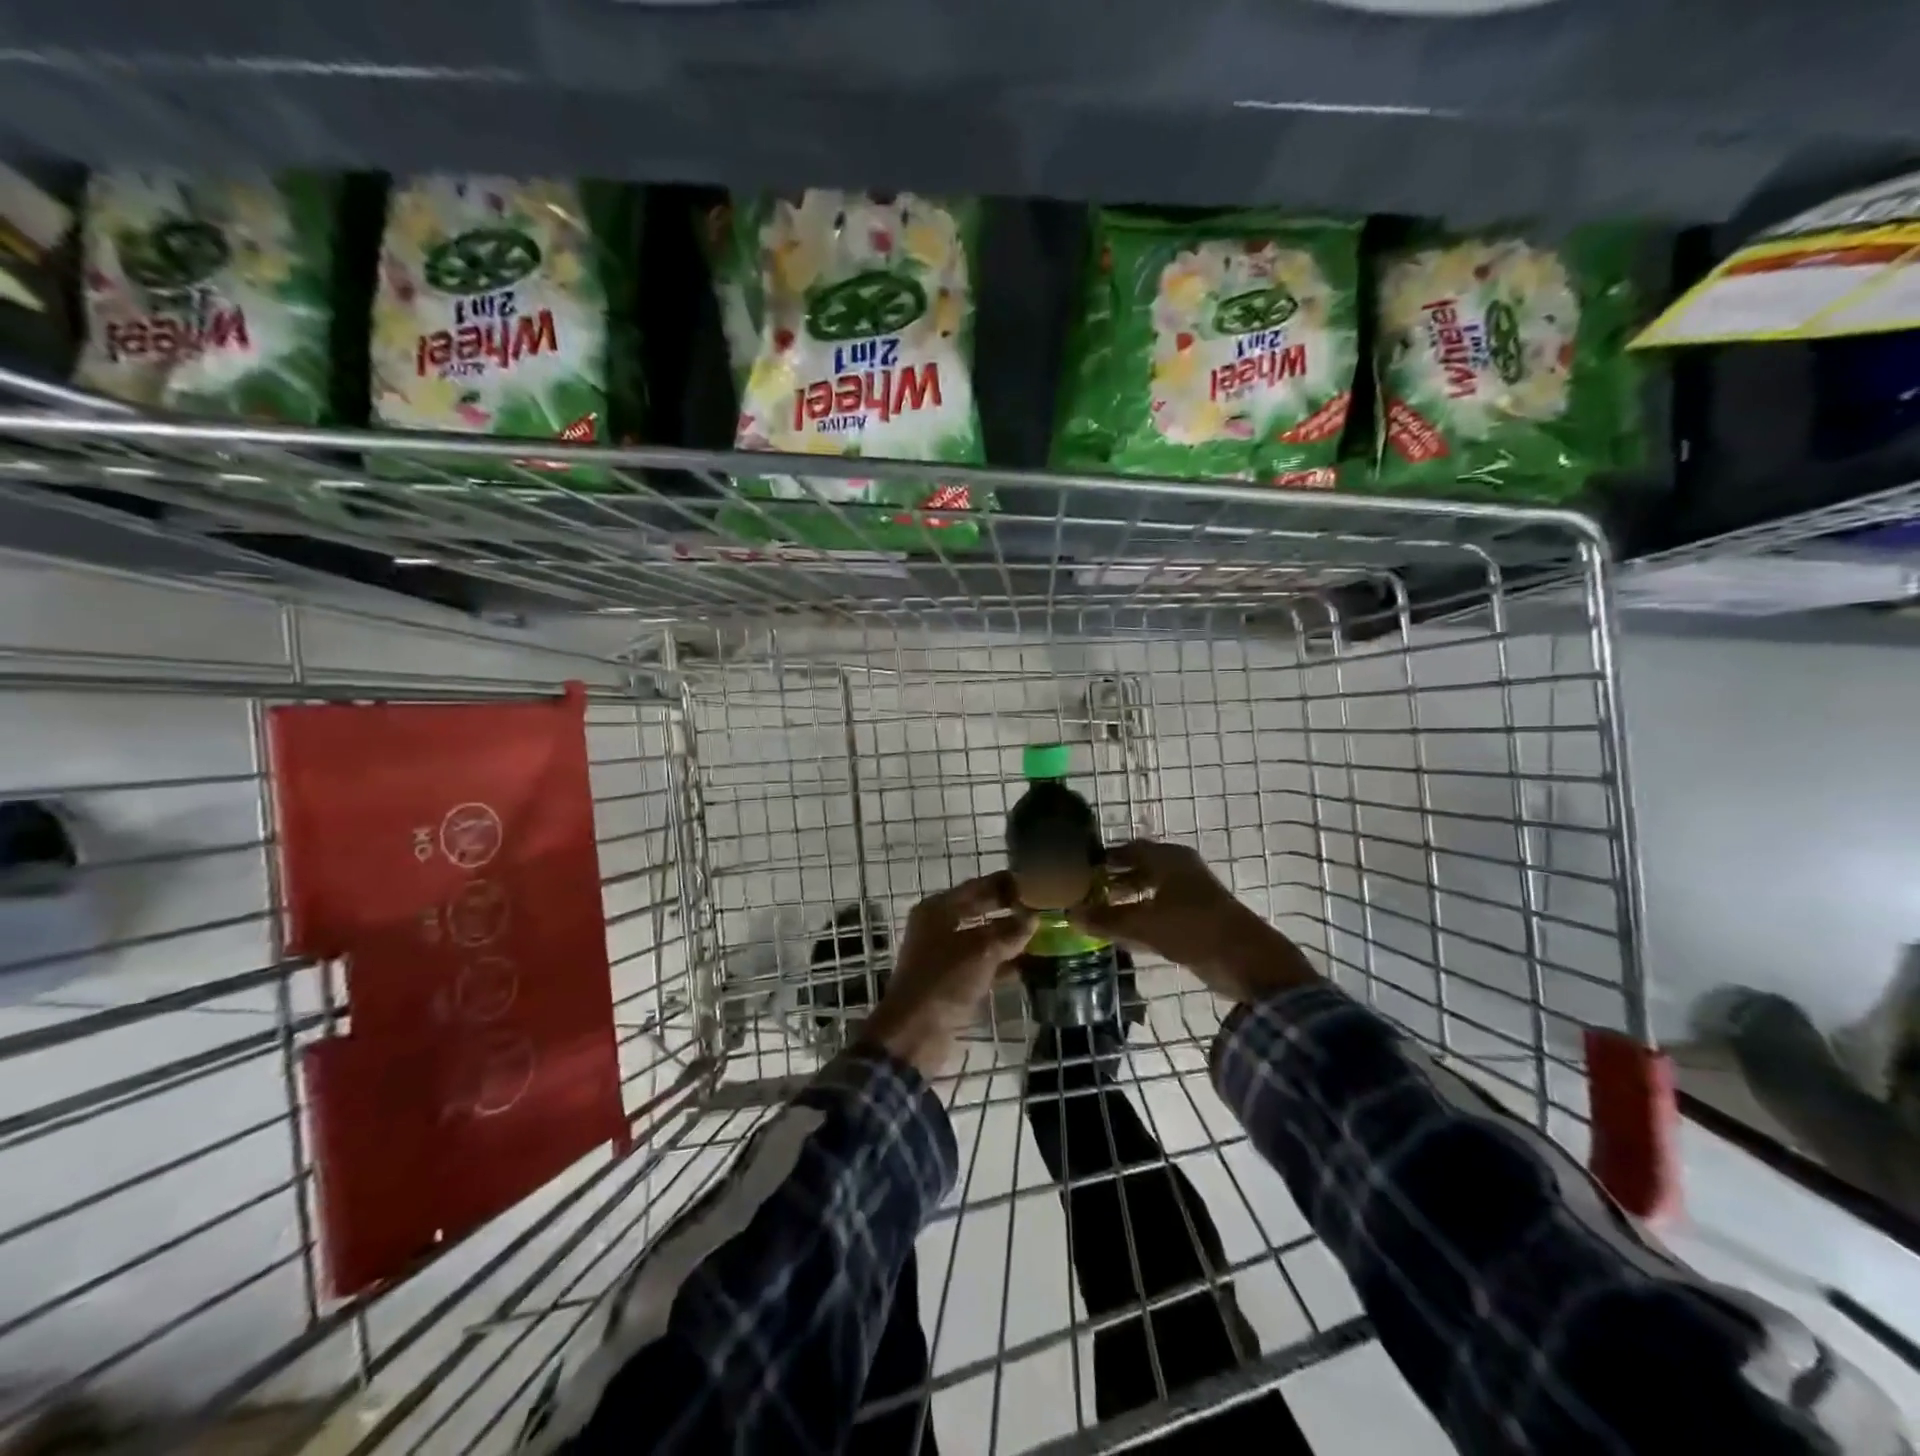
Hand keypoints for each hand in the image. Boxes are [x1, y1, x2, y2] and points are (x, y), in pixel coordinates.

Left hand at [862, 874, 1035, 1076]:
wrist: (914, 1033)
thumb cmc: (944, 981)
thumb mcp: (981, 951)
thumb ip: (1009, 932)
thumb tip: (1033, 918)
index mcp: (938, 909)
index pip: (978, 886)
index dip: (1006, 884)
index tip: (1035, 884)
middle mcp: (938, 926)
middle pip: (979, 911)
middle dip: (1009, 911)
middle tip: (1043, 909)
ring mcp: (944, 954)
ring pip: (982, 939)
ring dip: (1009, 938)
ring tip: (1042, 936)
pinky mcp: (951, 980)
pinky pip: (982, 963)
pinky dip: (1002, 963)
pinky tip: (1028, 965)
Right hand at [1069, 840, 1318, 1004]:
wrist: (1246, 960)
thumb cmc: (1193, 928)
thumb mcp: (1144, 924)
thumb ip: (1107, 920)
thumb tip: (1070, 915)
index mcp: (1169, 859)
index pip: (1130, 848)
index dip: (1106, 857)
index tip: (1081, 868)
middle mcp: (1181, 869)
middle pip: (1141, 868)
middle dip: (1115, 879)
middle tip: (1087, 891)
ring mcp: (1192, 894)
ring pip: (1152, 890)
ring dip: (1129, 899)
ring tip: (1100, 912)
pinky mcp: (1198, 918)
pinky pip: (1162, 910)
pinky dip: (1143, 916)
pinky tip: (1124, 932)